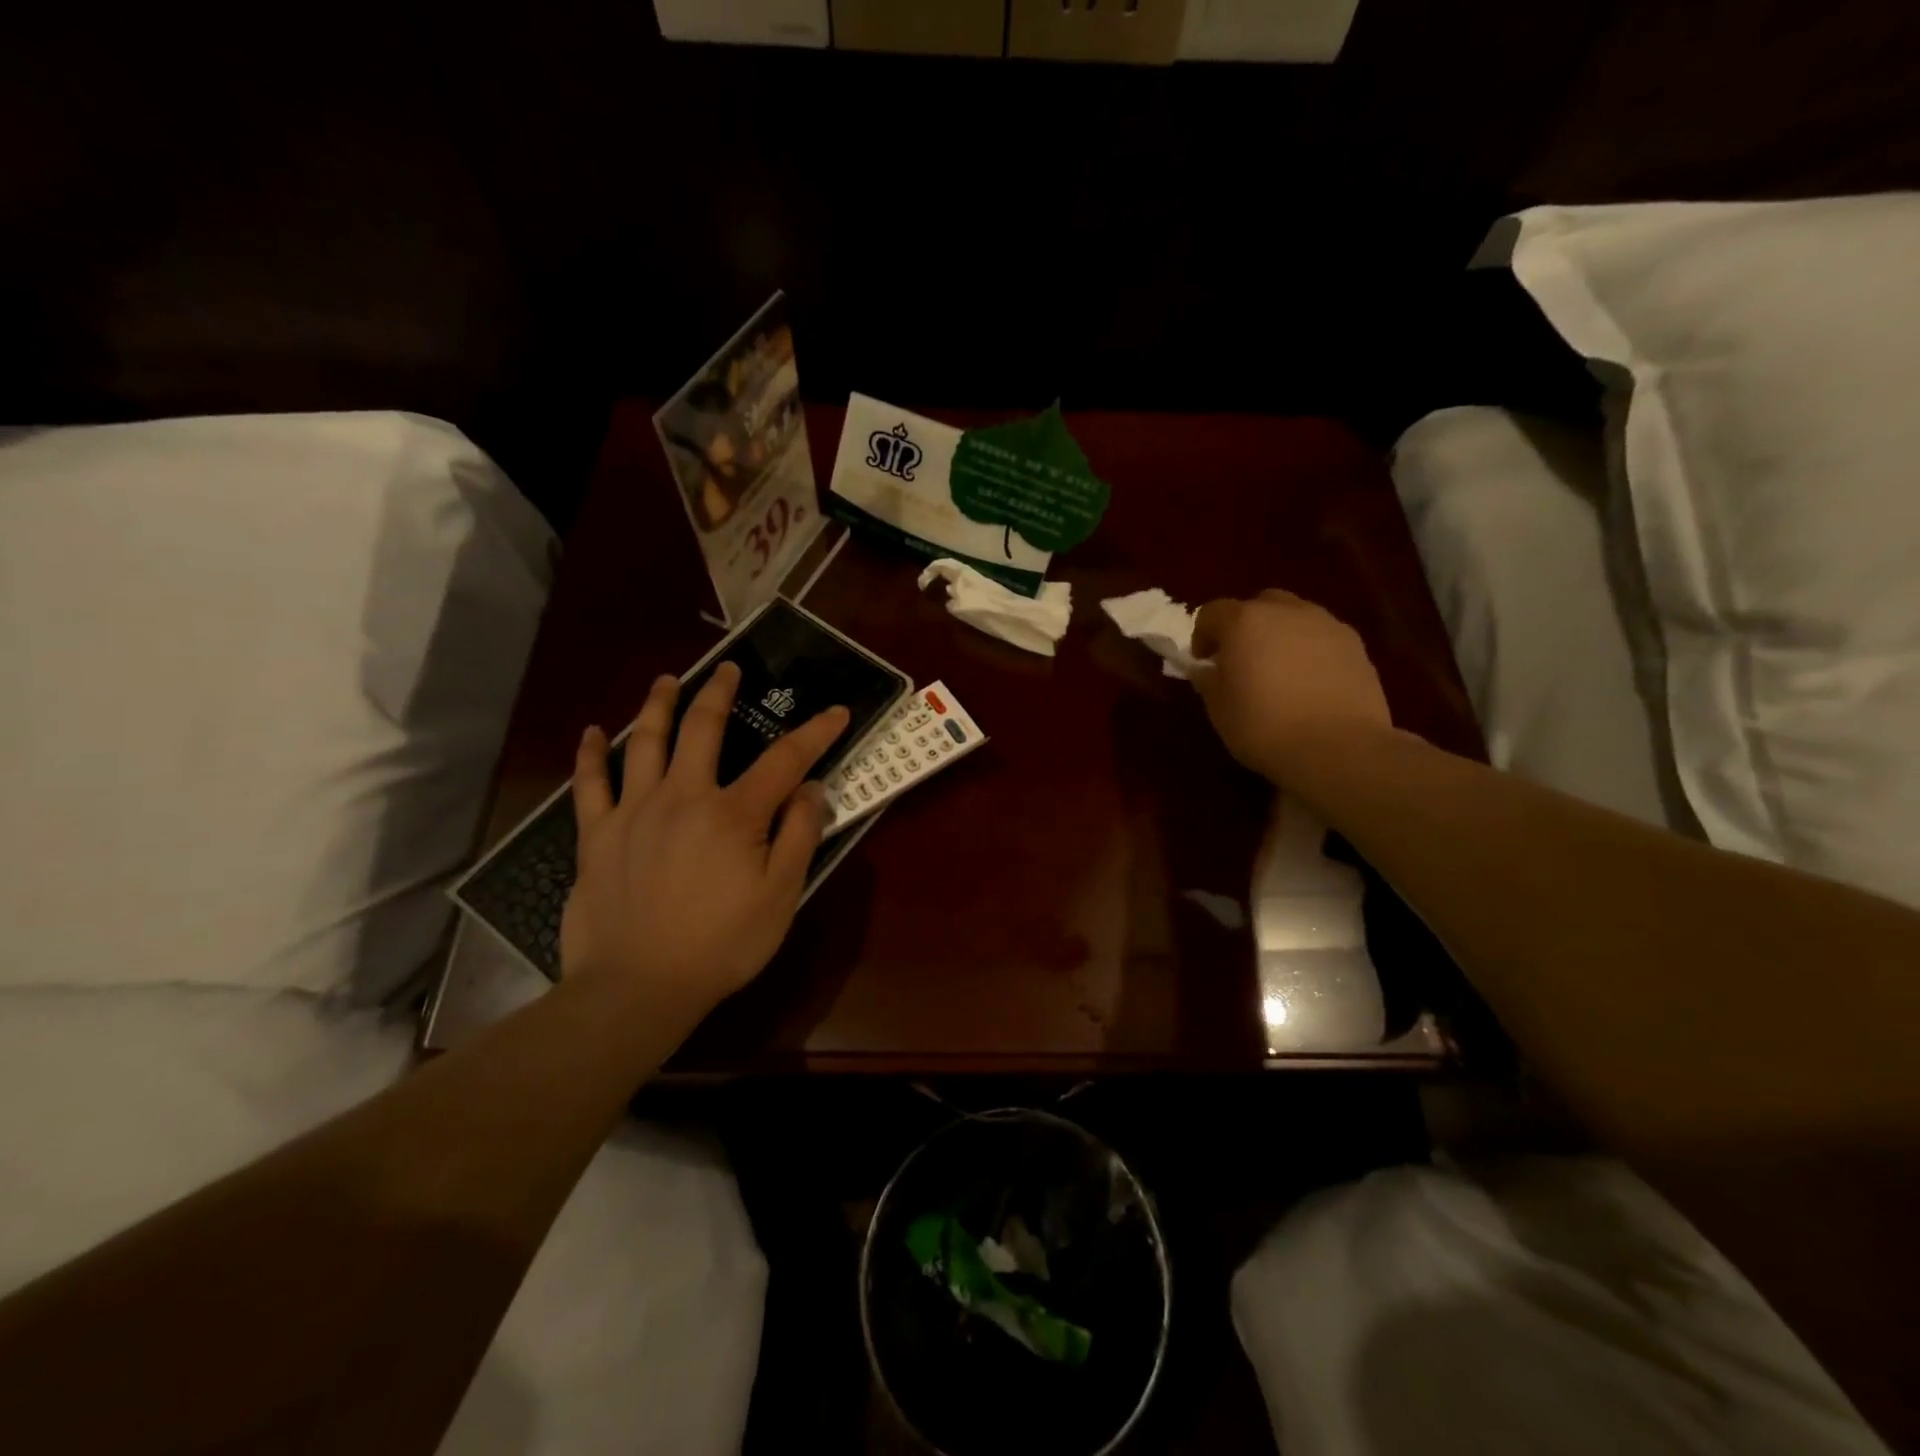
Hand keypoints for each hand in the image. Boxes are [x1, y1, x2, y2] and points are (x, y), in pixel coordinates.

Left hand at [560, 663, 849, 1020]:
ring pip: (645, 743)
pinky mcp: (597, 836)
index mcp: (734, 813)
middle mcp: (683, 797)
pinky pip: (590, 785)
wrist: (637, 988)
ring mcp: (634, 812)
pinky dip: (590, 755)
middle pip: (703, 729)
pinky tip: (592, 733)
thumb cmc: (721, 945)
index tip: (836, 712)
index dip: (815, 733)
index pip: (784, 759)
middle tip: (728, 668)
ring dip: (658, 706)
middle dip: (720, 692)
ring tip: (667, 681)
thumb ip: (798, 835)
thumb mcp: (780, 895)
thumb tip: (811, 787)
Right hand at [1191, 589, 1391, 783]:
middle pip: (1259, 605)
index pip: (1212, 612)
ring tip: (1279, 670)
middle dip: (1246, 626)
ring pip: (1295, 617)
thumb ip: (1209, 681)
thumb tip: (1206, 670)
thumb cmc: (1264, 727)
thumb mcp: (1219, 709)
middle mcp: (1286, 612)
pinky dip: (1310, 650)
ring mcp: (1326, 625)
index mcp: (1244, 622)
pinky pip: (1322, 637)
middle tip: (1242, 659)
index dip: (1202, 635)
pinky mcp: (1355, 645)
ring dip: (1281, 635)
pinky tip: (1309, 682)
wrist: (1339, 747)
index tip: (1204, 661)